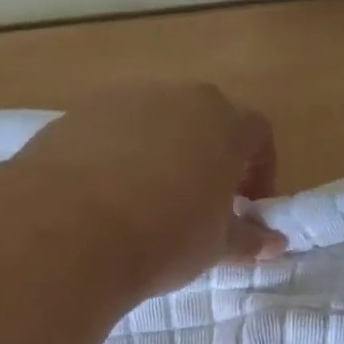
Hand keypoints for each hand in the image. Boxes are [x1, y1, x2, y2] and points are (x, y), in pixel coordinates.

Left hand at [8, 82, 284, 298]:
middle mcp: (177, 98)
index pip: (258, 134)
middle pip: (207, 121)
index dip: (261, 171)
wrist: (69, 229)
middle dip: (212, 158)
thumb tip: (274, 244)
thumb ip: (249, 239)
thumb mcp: (217, 245)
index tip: (248, 207)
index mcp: (224, 124)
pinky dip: (121, 156)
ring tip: (152, 202)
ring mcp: (123, 100)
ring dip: (165, 154)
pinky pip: (114, 131)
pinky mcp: (77, 114)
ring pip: (158, 122)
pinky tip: (108, 198)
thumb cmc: (167, 235)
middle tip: (203, 203)